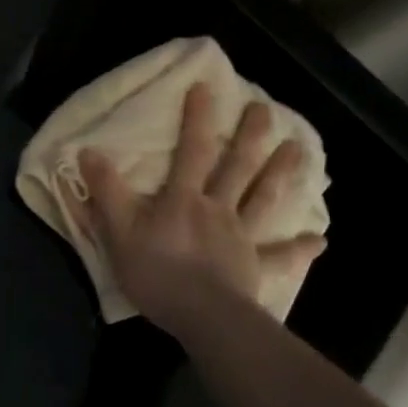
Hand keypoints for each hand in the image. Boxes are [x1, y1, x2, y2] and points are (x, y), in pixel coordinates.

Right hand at [78, 84, 322, 336]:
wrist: (203, 319)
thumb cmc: (158, 273)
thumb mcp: (119, 230)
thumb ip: (106, 190)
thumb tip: (87, 150)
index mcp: (184, 198)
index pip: (192, 150)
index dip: (197, 118)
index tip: (206, 87)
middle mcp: (217, 209)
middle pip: (237, 167)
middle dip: (250, 136)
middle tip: (266, 109)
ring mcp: (240, 237)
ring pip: (263, 199)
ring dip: (280, 174)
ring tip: (299, 149)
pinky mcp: (255, 268)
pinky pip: (280, 257)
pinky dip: (299, 249)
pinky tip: (320, 240)